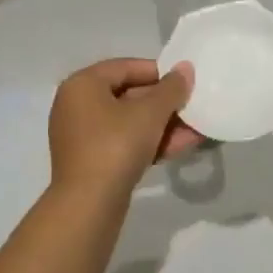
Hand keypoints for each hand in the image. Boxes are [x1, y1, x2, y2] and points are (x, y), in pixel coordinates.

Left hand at [49, 59, 198, 199]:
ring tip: (197, 129)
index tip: (186, 82)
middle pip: (128, 95)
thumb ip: (171, 89)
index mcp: (82, 84)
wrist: (89, 204)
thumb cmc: (116, 146)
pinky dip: (149, 142)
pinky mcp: (91, 161)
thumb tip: (185, 69)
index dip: (159, 73)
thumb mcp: (150, 113)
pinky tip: (181, 146)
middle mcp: (76, 105)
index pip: (126, 67)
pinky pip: (124, 142)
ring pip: (129, 122)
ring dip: (163, 125)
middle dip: (165, 104)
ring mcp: (82, 135)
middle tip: (193, 107)